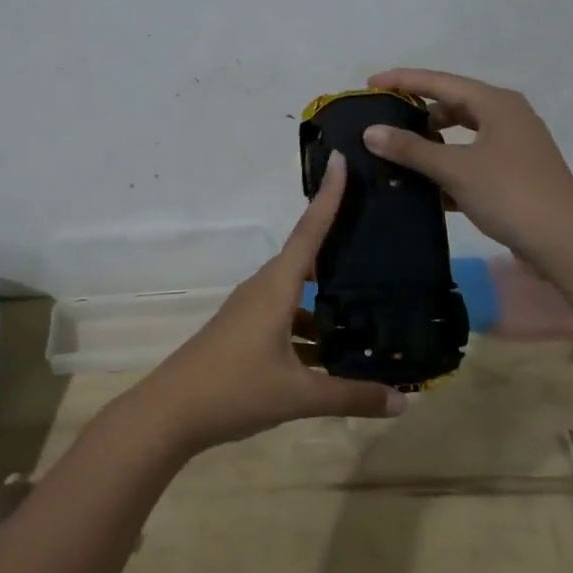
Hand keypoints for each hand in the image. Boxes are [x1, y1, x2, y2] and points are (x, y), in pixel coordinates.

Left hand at [132, 155, 405, 453]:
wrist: (169, 413)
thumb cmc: (233, 390)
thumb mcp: (298, 395)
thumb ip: (351, 396)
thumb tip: (403, 403)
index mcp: (276, 288)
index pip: (308, 231)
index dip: (328, 196)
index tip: (340, 159)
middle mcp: (262, 290)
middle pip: (305, 257)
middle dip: (338, 246)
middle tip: (378, 236)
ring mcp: (249, 311)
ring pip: (295, 291)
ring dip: (325, 296)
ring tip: (369, 304)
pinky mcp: (243, 331)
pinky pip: (284, 315)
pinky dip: (309, 325)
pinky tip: (332, 351)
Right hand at [360, 68, 572, 259]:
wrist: (564, 242)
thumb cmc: (510, 193)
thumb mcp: (455, 168)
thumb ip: (411, 148)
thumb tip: (370, 131)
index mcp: (496, 104)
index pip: (440, 82)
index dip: (403, 80)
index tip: (370, 84)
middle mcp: (507, 117)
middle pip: (453, 105)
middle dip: (417, 112)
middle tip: (382, 121)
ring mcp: (513, 147)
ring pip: (462, 136)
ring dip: (431, 143)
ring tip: (397, 154)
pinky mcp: (514, 175)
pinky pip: (471, 161)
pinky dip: (447, 167)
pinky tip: (423, 187)